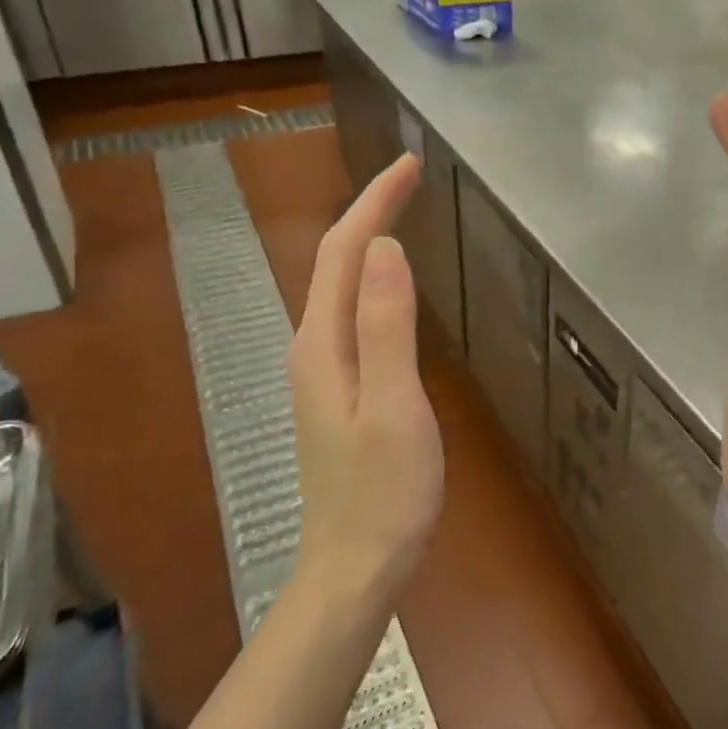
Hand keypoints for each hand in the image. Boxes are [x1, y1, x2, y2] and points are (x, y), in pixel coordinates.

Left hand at [288, 154, 444, 601]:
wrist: (355, 564)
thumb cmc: (383, 491)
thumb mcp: (393, 406)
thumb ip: (386, 327)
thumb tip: (386, 248)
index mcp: (323, 344)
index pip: (346, 251)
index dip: (376, 202)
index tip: (411, 164)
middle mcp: (314, 348)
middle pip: (338, 262)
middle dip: (371, 211)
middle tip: (413, 177)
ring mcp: (324, 371)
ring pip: (343, 287)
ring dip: (370, 241)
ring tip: (402, 211)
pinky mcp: (340, 390)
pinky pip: (354, 314)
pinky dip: (373, 279)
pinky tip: (391, 284)